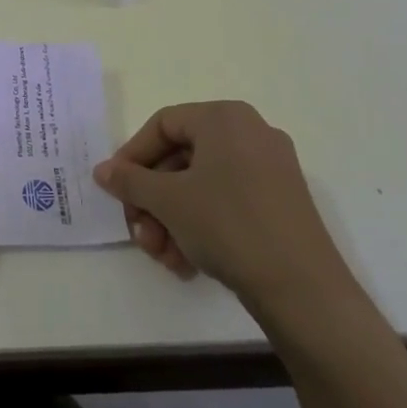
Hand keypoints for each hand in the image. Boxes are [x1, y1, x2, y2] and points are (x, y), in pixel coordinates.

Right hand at [94, 101, 352, 309]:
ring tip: (163, 256)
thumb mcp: (167, 200)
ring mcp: (270, 168)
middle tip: (139, 233)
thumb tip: (103, 171)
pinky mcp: (281, 202)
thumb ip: (129, 180)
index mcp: (224, 118)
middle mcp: (250, 133)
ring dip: (171, 219)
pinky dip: (200, 226)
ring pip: (201, 185)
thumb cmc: (228, 225)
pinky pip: (226, 201)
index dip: (132, 156)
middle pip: (180, 158)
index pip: (162, 125)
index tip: (115, 190)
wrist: (303, 289)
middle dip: (152, 200)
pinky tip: (187, 262)